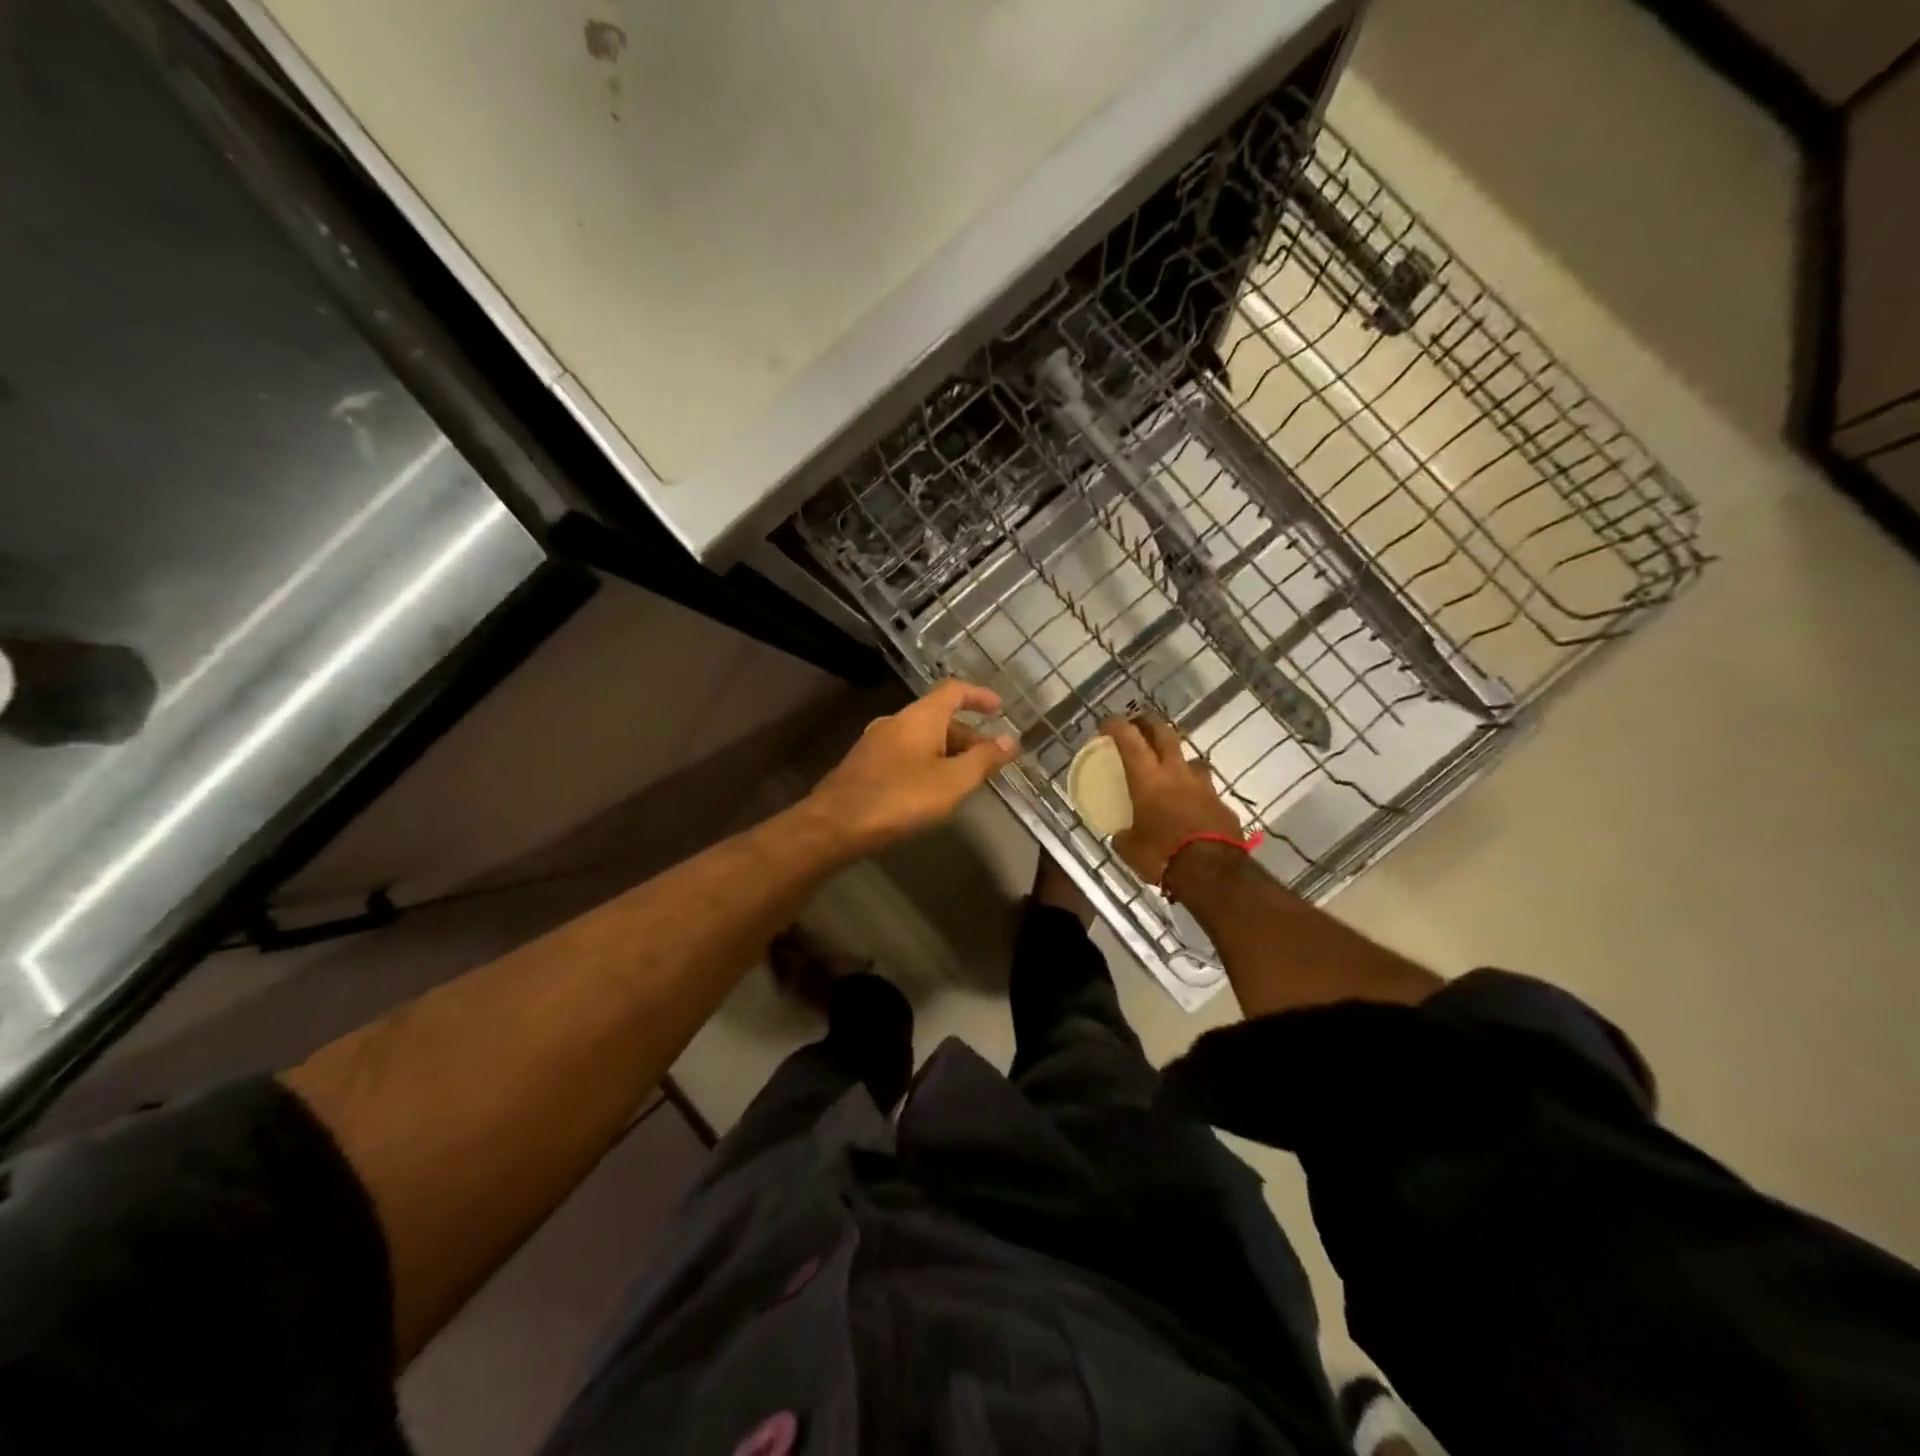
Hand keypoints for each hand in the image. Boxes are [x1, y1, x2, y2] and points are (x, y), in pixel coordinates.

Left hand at [806, 680, 1018, 853]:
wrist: (837, 823)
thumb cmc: (901, 797)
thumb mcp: (953, 782)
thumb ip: (984, 759)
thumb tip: (1011, 739)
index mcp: (920, 717)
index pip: (954, 690)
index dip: (979, 695)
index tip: (999, 708)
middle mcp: (896, 721)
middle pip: (938, 716)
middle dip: (967, 734)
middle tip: (989, 759)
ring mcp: (876, 741)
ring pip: (921, 737)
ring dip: (947, 750)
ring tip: (964, 777)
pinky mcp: (864, 763)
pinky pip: (905, 752)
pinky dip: (926, 761)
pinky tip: (931, 788)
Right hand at [1102, 716, 1242, 882]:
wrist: (1214, 874)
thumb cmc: (1163, 856)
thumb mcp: (1130, 850)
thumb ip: (1124, 836)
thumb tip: (1121, 836)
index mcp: (1148, 779)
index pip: (1129, 740)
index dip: (1116, 726)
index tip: (1106, 724)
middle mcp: (1176, 773)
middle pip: (1164, 734)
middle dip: (1149, 724)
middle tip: (1138, 725)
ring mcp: (1203, 786)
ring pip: (1190, 759)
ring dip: (1177, 759)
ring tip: (1169, 769)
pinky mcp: (1222, 804)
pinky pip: (1205, 790)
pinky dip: (1194, 792)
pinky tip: (1190, 806)